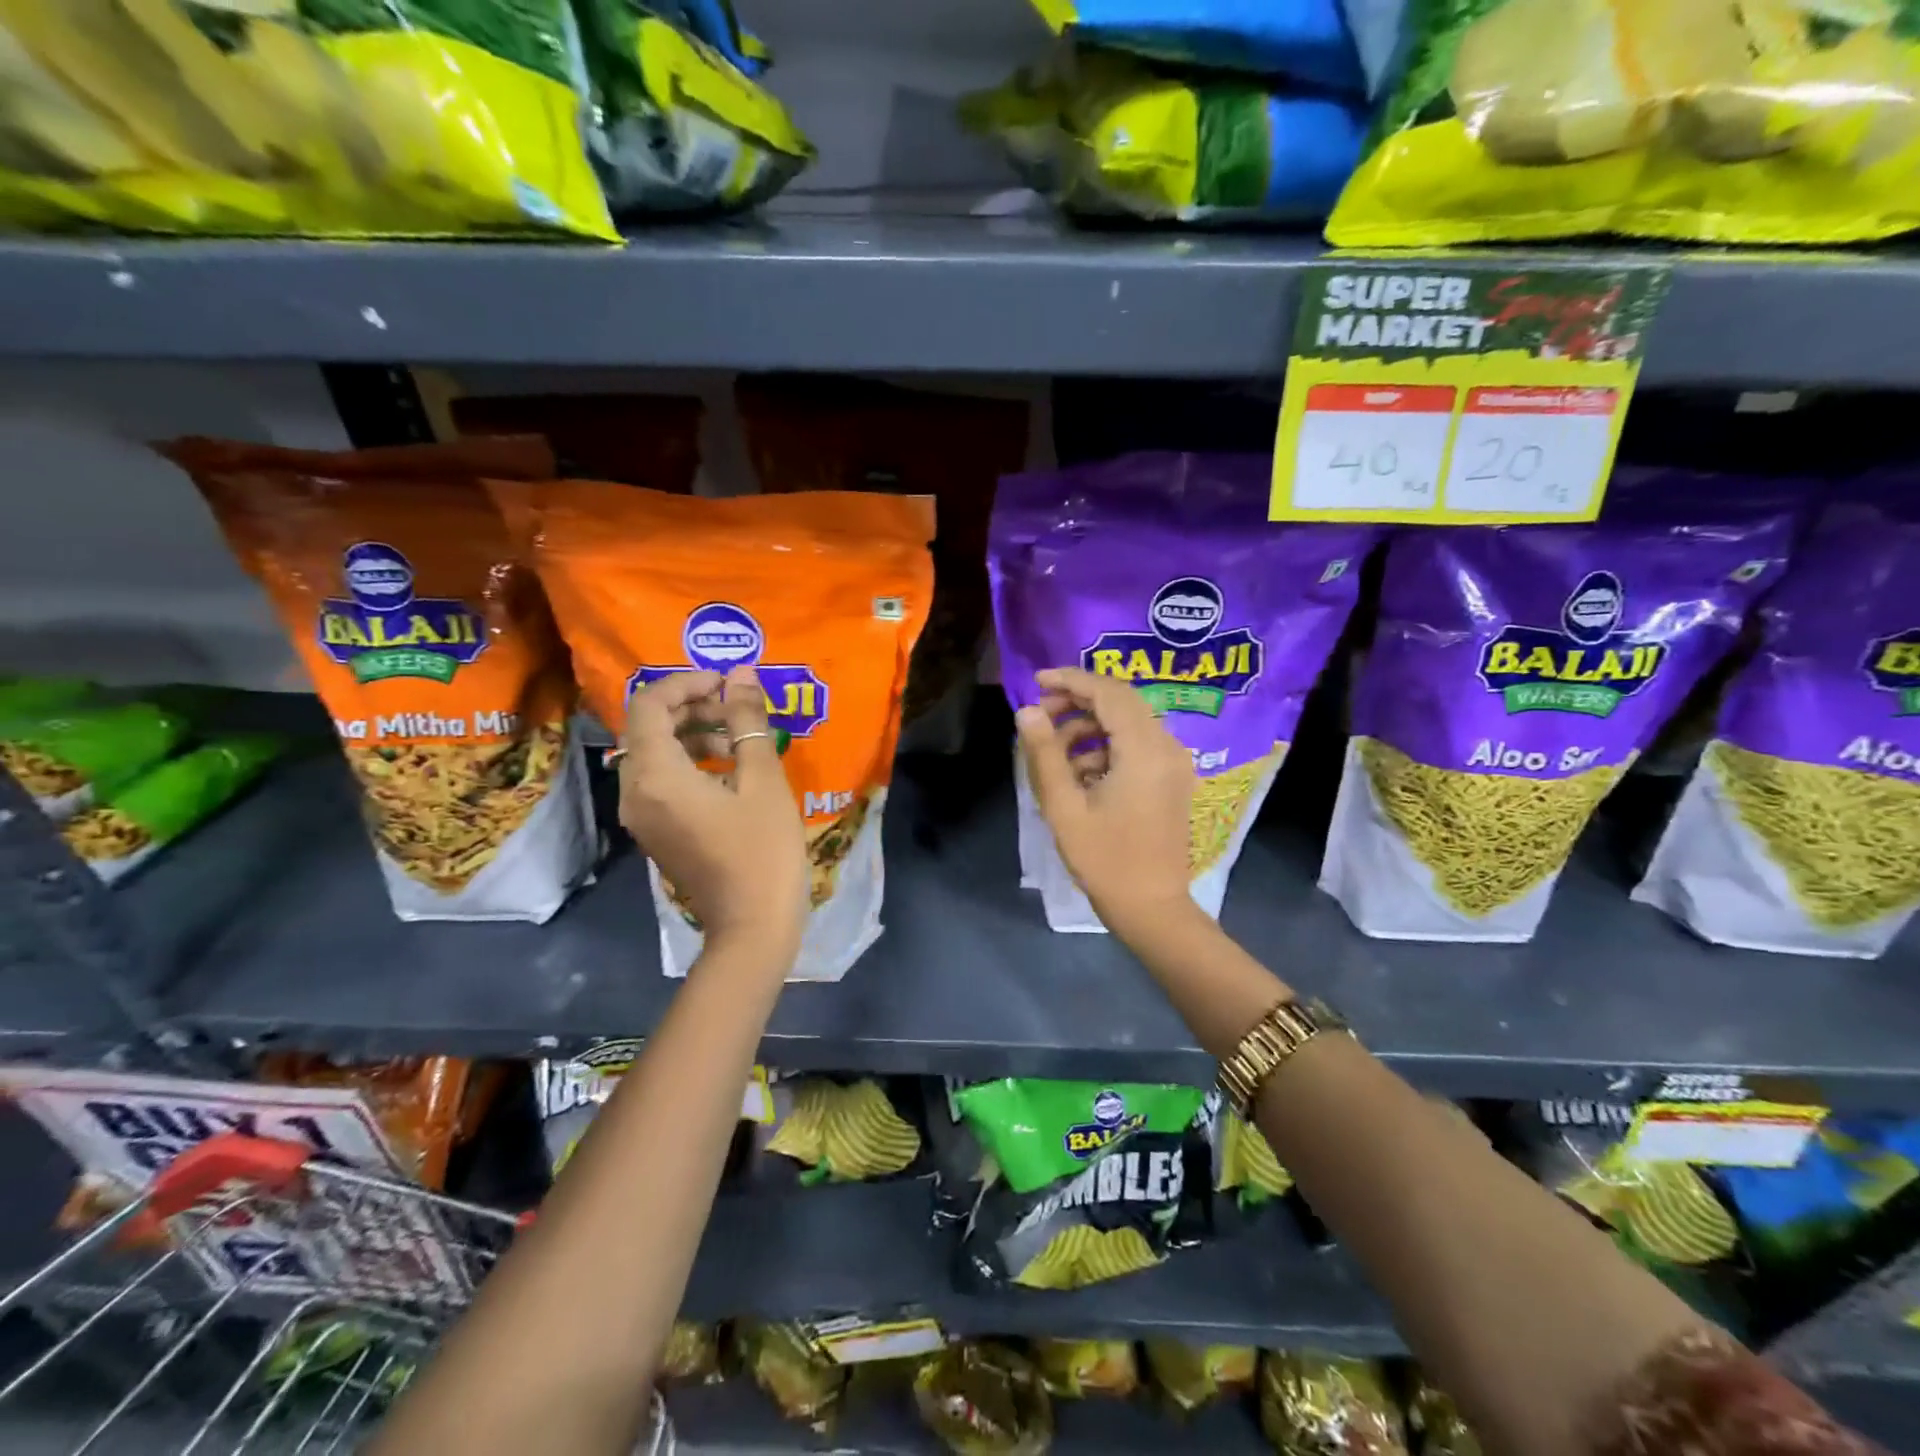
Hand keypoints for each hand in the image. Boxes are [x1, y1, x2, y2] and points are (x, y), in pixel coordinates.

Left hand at [618, 667, 806, 959]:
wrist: (752, 927)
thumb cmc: (763, 851)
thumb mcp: (763, 780)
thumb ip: (748, 722)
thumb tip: (741, 675)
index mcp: (656, 775)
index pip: (650, 705)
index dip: (686, 683)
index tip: (727, 683)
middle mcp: (635, 792)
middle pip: (647, 727)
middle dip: (691, 707)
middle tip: (737, 707)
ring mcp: (641, 815)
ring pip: (653, 753)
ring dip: (692, 733)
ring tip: (740, 739)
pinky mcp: (655, 830)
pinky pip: (660, 779)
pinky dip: (689, 761)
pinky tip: (730, 770)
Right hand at [1014, 665, 1195, 929]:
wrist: (1151, 907)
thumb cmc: (1104, 859)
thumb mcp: (1064, 807)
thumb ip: (1044, 753)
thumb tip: (1026, 711)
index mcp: (1144, 750)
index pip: (1109, 692)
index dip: (1071, 680)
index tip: (1036, 682)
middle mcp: (1167, 746)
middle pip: (1121, 701)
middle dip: (1078, 701)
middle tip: (1039, 716)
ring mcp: (1174, 763)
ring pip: (1128, 722)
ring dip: (1089, 726)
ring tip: (1053, 751)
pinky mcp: (1172, 778)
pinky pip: (1137, 744)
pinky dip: (1106, 745)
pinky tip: (1079, 771)